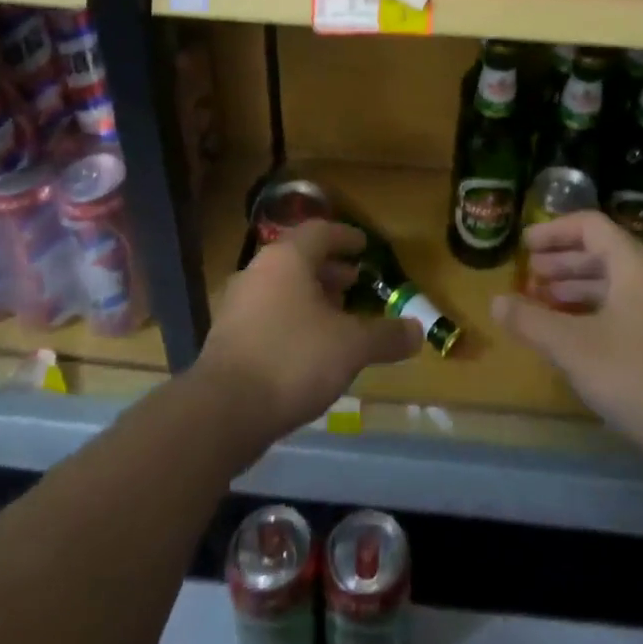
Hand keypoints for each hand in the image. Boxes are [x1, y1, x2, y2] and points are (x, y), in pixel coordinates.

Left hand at [197, 220, 423, 441]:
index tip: (364, 247)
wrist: (223, 411)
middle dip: (330, 271)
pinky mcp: (227, 338)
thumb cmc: (293, 360)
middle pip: (299, 260)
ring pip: (282, 289)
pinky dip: (293, 320)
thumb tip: (419, 331)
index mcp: (286, 259)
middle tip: (355, 283)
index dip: (345, 237)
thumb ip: (386, 336)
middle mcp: (258, 272)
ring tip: (338, 318)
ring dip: (311, 297)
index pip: (320, 232)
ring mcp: (237, 305)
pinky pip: (268, 315)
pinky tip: (311, 348)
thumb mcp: (351, 347)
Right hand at [491, 211, 642, 467]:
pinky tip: (574, 336)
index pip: (589, 226)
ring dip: (576, 289)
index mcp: (633, 264)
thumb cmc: (639, 376)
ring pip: (613, 284)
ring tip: (543, 303)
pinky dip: (594, 312)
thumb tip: (495, 302)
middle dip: (561, 262)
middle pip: (601, 253)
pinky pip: (625, 309)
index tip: (524, 246)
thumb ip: (532, 321)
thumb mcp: (574, 347)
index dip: (553, 231)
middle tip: (529, 276)